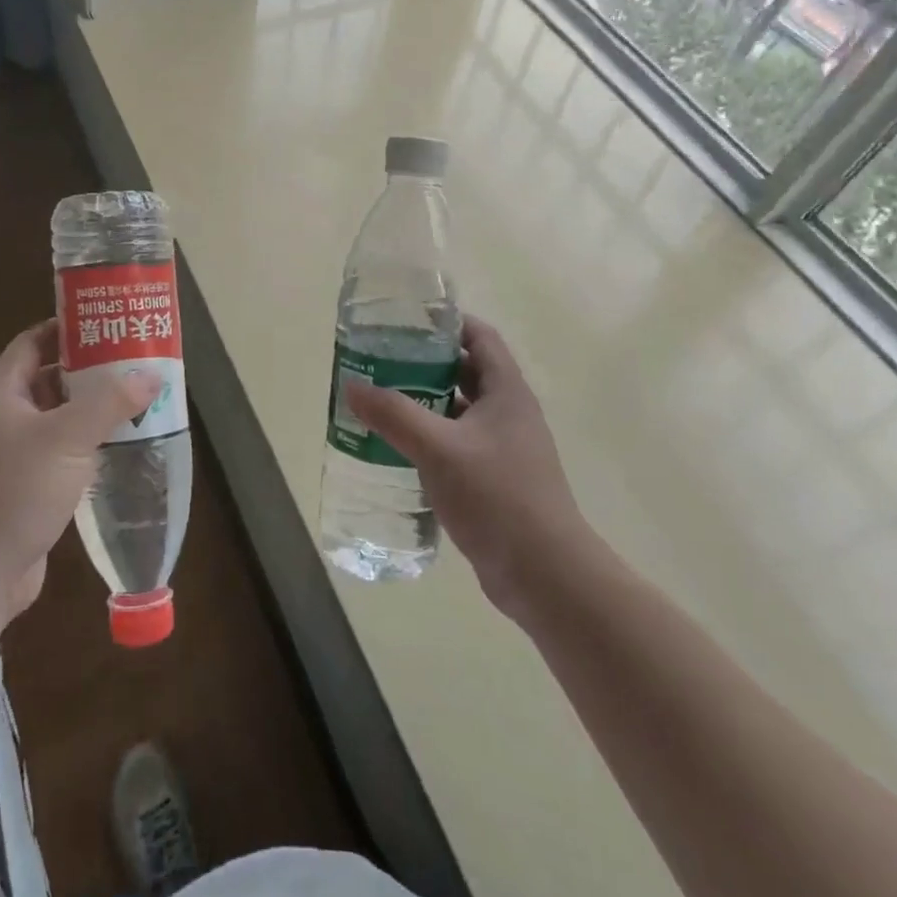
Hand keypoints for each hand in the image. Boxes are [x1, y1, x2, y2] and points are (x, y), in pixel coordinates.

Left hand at [0, 319, 159, 648]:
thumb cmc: (15, 491)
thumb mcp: (66, 438)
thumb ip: (110, 403)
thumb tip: (152, 374)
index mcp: (4, 395)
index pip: (32, 343)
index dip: (64, 328)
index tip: (105, 322)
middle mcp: (7, 419)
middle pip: (50, 379)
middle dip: (90, 369)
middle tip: (133, 359)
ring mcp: (18, 456)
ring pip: (61, 419)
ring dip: (95, 409)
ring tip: (139, 396)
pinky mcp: (32, 488)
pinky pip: (66, 453)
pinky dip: (92, 444)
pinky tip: (124, 443)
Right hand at [345, 315, 589, 622]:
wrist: (545, 575)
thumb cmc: (497, 497)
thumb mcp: (439, 449)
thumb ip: (394, 415)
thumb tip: (352, 385)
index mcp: (506, 391)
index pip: (479, 337)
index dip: (446, 323)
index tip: (405, 321)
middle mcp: (509, 413)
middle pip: (465, 371)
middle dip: (424, 362)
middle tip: (380, 361)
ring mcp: (504, 448)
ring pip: (459, 410)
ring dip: (424, 402)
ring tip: (380, 400)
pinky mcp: (495, 479)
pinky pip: (458, 444)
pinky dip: (430, 437)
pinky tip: (398, 448)